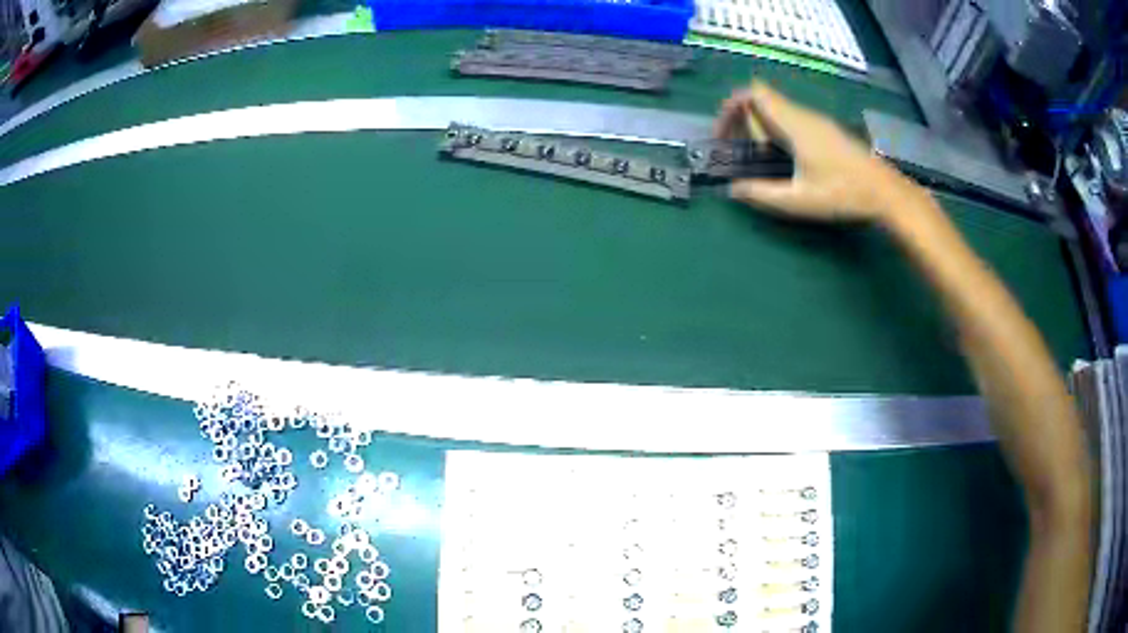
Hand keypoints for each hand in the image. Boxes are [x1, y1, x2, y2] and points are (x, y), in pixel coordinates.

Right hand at [715, 82, 918, 222]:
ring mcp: (816, 120)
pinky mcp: (825, 129)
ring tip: (756, 156)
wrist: (886, 193)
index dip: (732, 107)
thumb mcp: (800, 201)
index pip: (754, 93)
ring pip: (776, 108)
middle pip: (761, 99)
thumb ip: (762, 194)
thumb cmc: (844, 194)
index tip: (723, 134)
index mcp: (794, 125)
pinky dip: (775, 129)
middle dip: (742, 120)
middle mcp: (803, 115)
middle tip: (737, 150)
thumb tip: (733, 189)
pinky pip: (790, 117)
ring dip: (759, 125)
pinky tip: (781, 157)